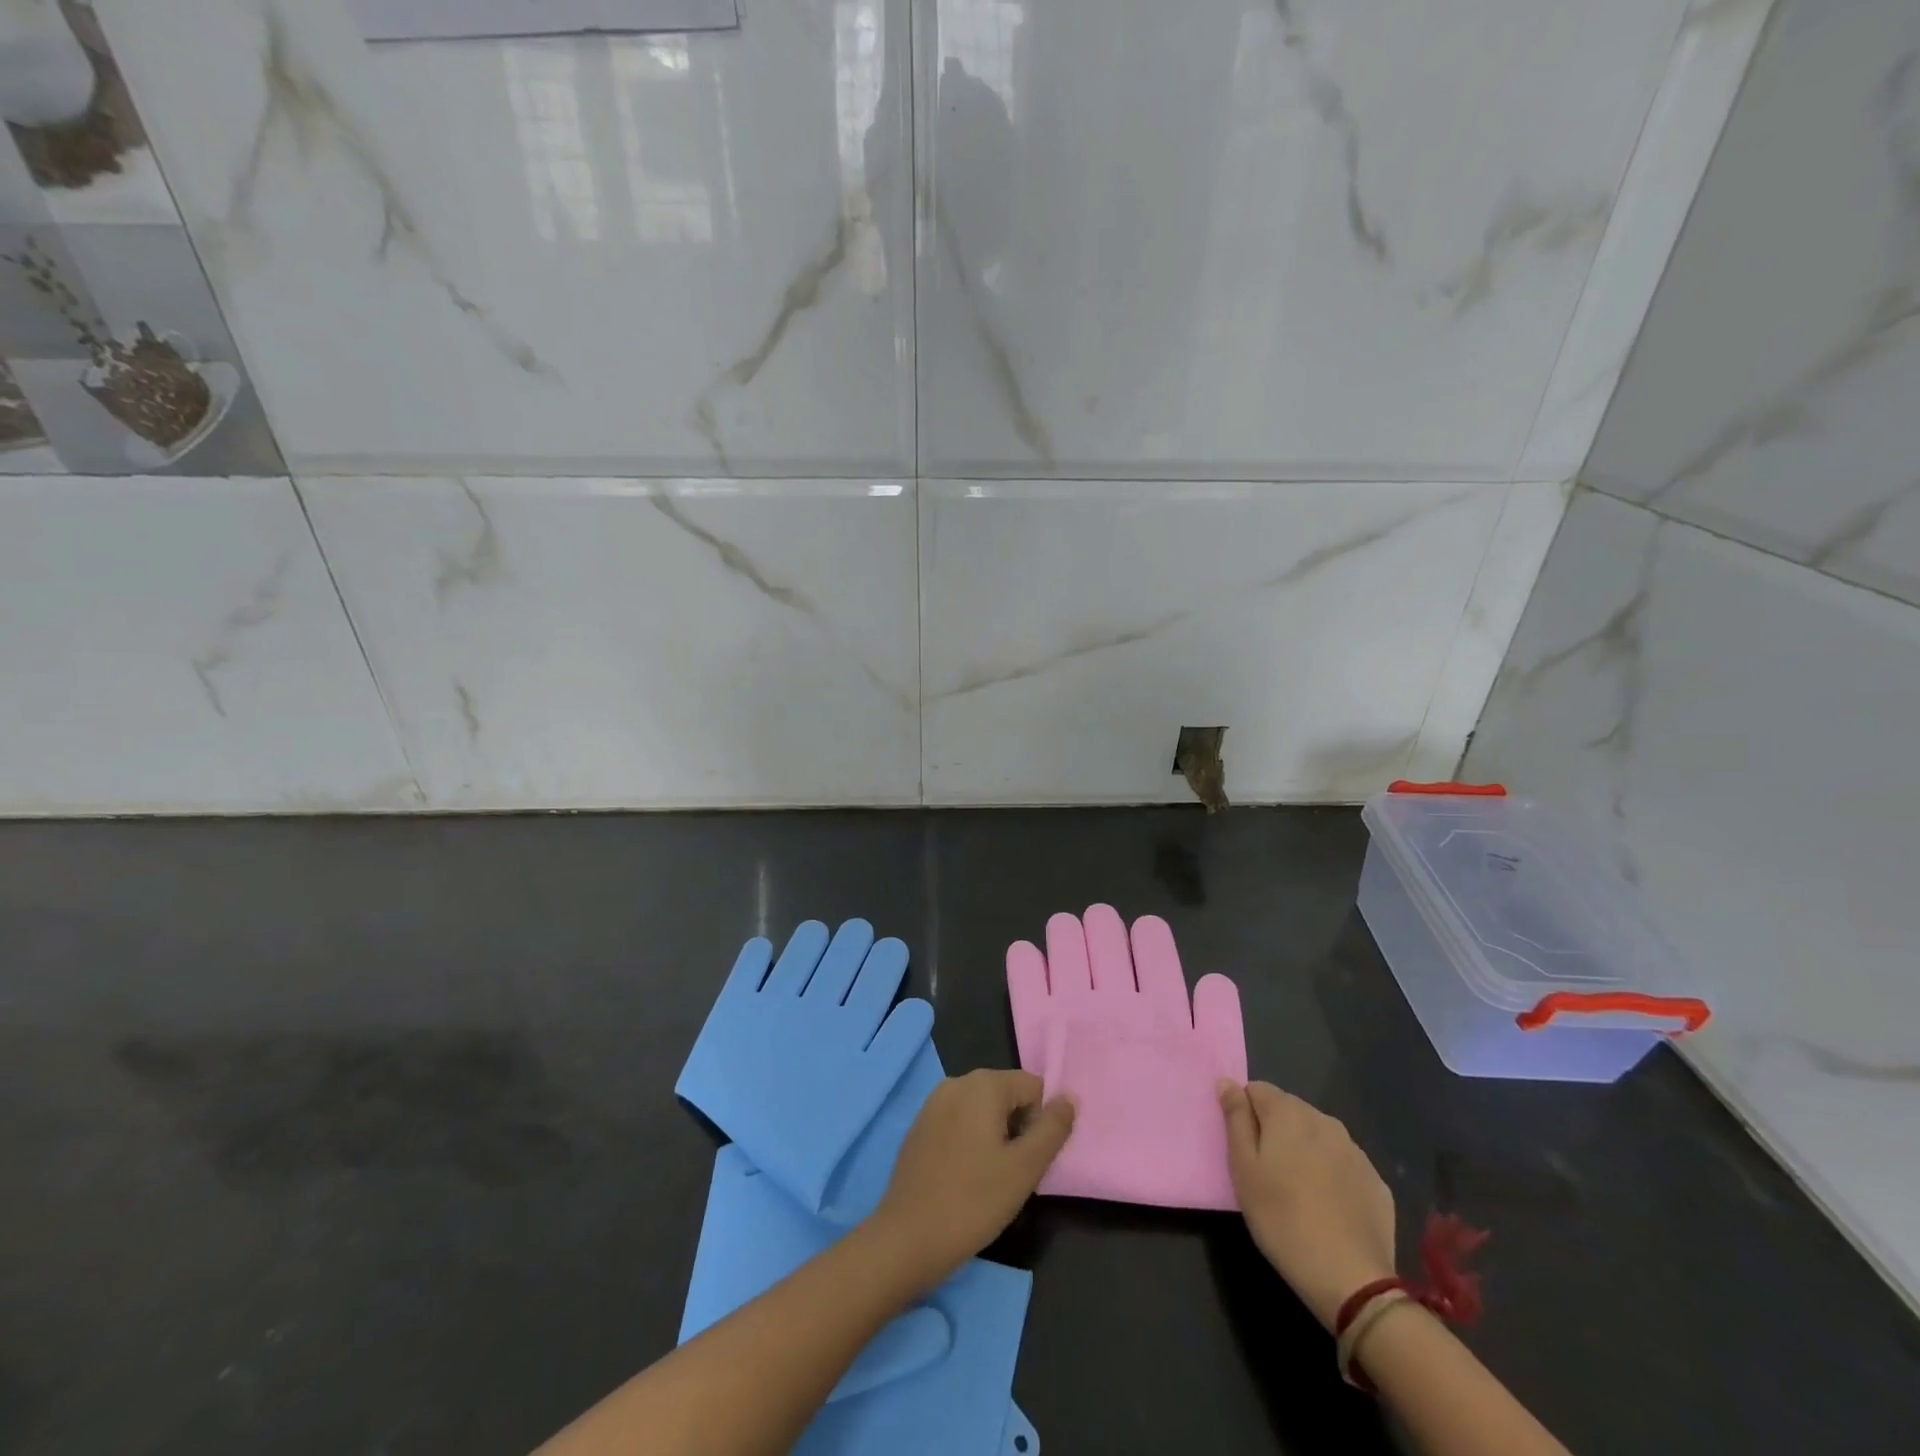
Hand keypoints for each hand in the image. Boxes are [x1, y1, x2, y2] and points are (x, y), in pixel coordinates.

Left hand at [867, 1070, 1074, 1289]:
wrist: (907, 1238)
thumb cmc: (973, 1201)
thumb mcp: (1025, 1168)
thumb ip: (1053, 1129)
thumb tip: (1070, 1098)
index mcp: (983, 1083)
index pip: (1033, 1087)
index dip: (1039, 1123)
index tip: (1028, 1161)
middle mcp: (957, 1081)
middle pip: (1007, 1095)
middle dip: (1017, 1129)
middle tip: (1011, 1174)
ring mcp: (934, 1103)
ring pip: (983, 1110)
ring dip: (995, 1138)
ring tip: (989, 1179)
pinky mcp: (920, 1126)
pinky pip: (959, 1122)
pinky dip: (970, 1143)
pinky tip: (964, 1179)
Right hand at [1219, 1080, 1395, 1328]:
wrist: (1350, 1278)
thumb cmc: (1281, 1218)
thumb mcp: (1243, 1168)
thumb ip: (1235, 1118)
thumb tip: (1227, 1082)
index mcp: (1288, 1112)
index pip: (1256, 1090)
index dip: (1245, 1114)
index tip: (1244, 1148)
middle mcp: (1324, 1120)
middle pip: (1289, 1111)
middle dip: (1275, 1131)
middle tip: (1267, 1173)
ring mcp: (1355, 1151)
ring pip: (1317, 1137)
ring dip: (1304, 1151)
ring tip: (1298, 1192)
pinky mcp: (1376, 1181)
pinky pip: (1343, 1164)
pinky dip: (1331, 1175)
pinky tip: (1328, 1207)